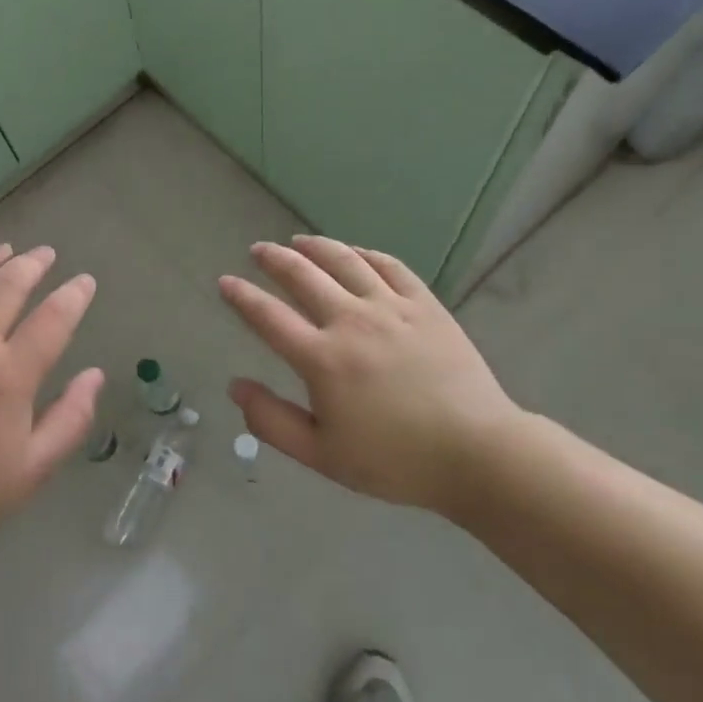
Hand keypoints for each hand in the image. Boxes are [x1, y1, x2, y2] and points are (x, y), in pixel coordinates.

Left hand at [0, 244, 102, 565]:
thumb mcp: (33, 469)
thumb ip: (71, 419)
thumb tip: (95, 376)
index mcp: (8, 377)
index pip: (52, 319)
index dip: (74, 295)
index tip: (84, 282)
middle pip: (5, 286)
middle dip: (32, 264)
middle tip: (45, 255)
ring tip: (3, 252)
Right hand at [219, 235, 524, 512]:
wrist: (477, 453)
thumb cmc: (395, 461)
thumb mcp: (322, 455)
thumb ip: (271, 421)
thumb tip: (236, 386)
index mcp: (322, 359)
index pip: (268, 317)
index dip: (242, 297)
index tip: (225, 282)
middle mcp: (351, 321)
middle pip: (302, 276)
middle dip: (274, 259)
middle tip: (259, 249)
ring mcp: (391, 308)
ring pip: (345, 261)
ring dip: (316, 246)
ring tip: (298, 240)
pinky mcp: (425, 305)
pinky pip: (390, 266)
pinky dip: (366, 254)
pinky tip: (355, 252)